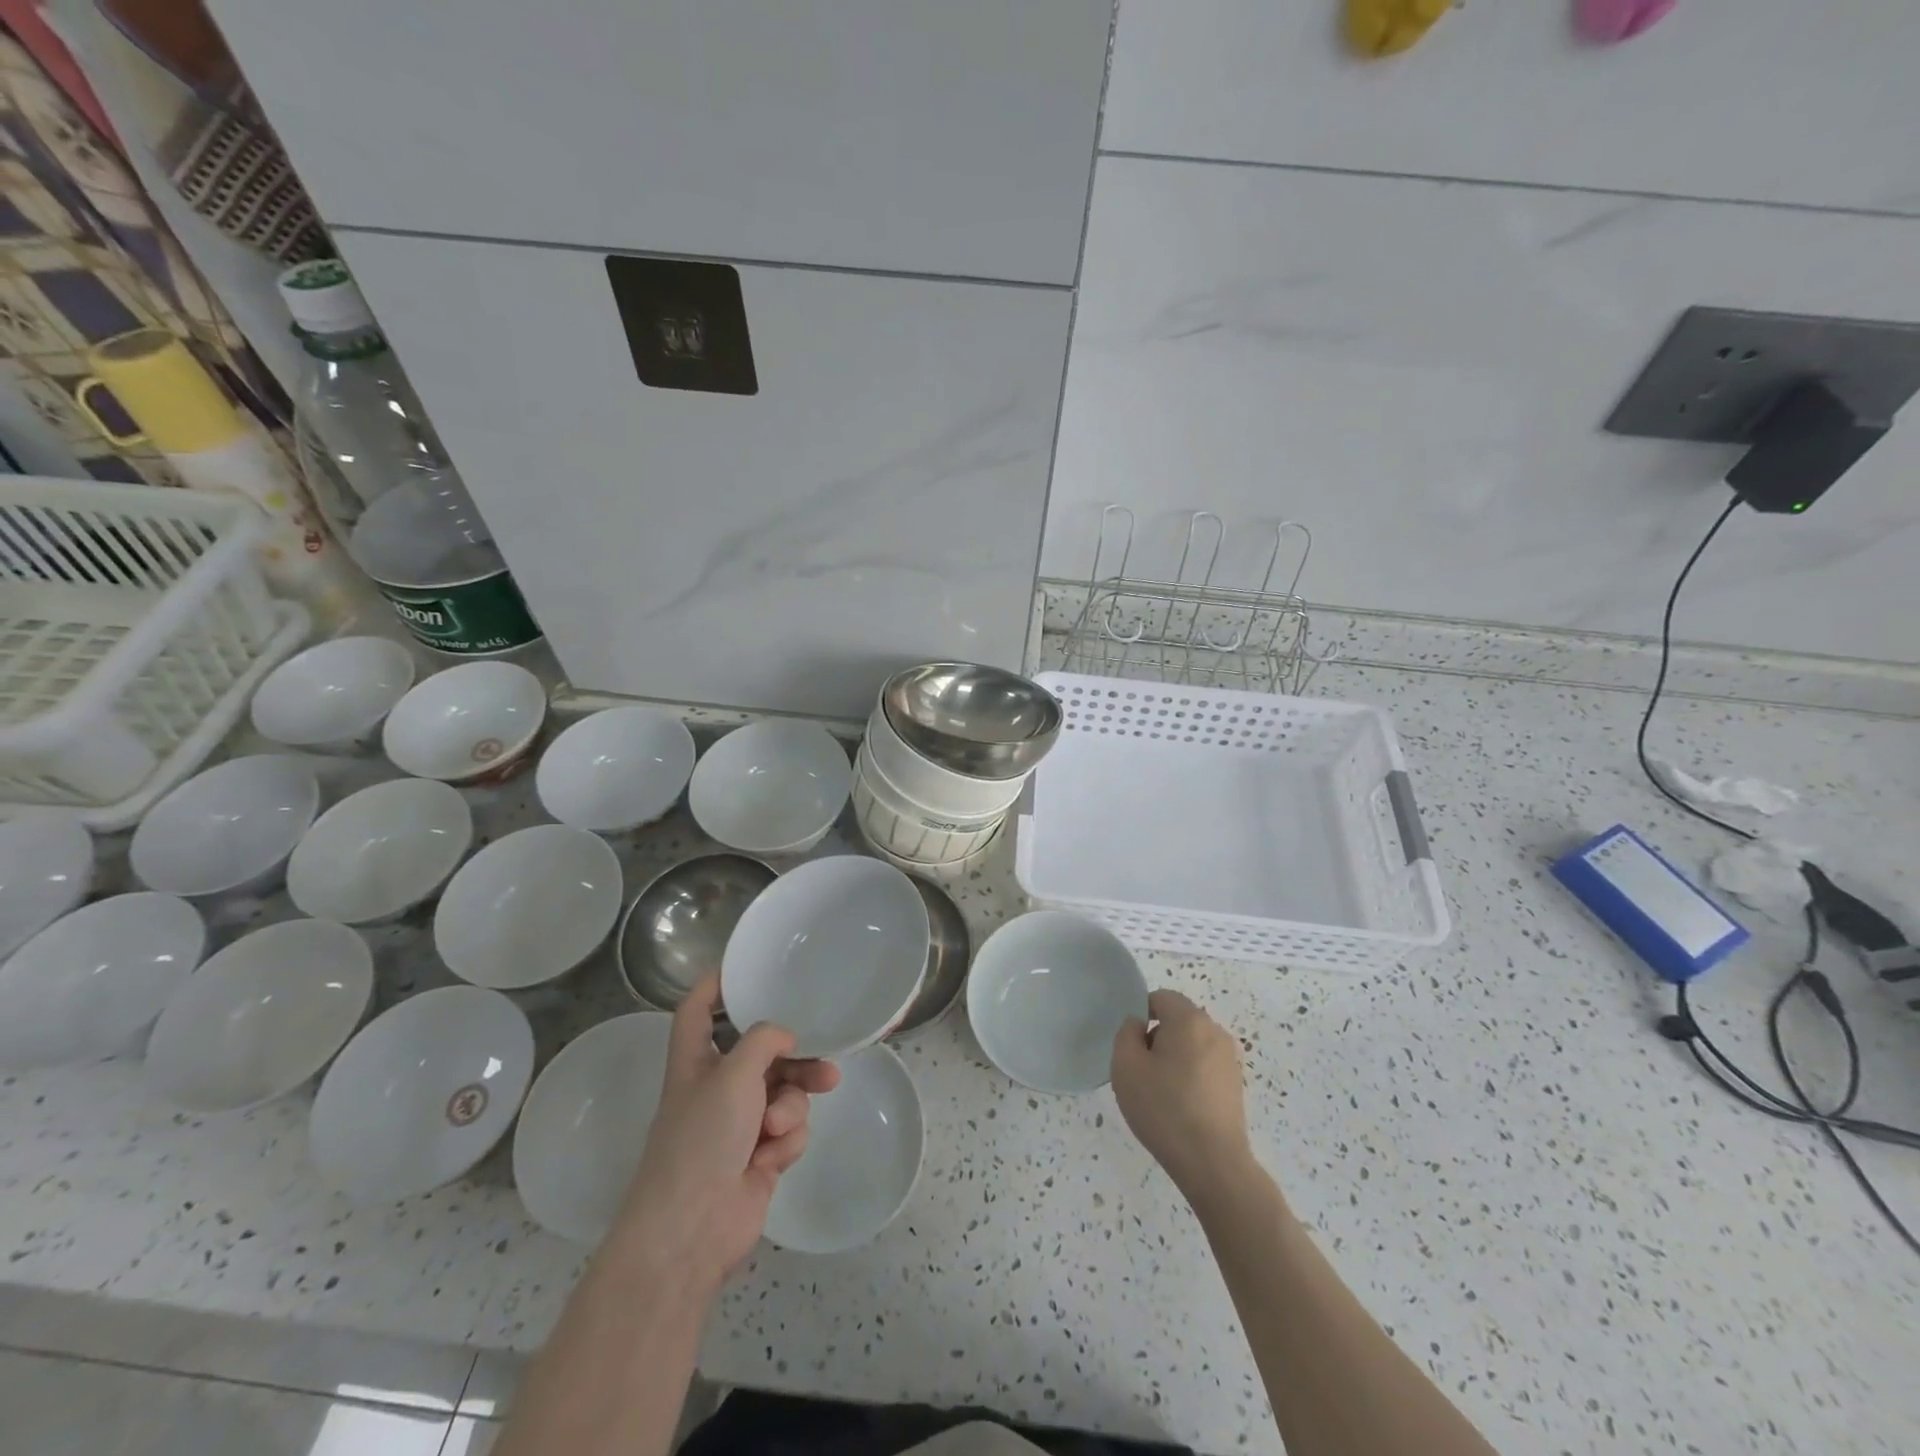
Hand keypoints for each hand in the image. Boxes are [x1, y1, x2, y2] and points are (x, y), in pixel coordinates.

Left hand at [615, 975, 838, 1294]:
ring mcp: (739, 1122)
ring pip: (784, 1091)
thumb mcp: (733, 1073)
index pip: (698, 1009)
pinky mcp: (760, 1154)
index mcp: (695, 1060)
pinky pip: (789, 1128)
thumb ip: (764, 1040)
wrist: (693, 1228)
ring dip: (791, 1105)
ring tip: (784, 1125)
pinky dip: (785, 1140)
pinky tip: (769, 1158)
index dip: (715, 984)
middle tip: (824, 1059)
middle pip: (763, 1053)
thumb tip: (786, 1037)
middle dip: (795, 1058)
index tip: (745, 967)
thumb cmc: (702, 1139)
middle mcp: (717, 1085)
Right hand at [1112, 990, 1254, 1206]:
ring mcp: (1229, 1059)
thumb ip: (1126, 1033)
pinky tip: (1180, 1106)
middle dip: (1157, 1037)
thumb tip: (1139, 1026)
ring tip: (1160, 1092)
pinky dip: (1190, 1075)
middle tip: (1141, 1070)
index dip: (1141, 1014)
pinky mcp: (1235, 1084)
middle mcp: (1214, 1031)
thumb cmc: (1164, 1108)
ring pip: (1191, 1044)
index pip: (1161, 997)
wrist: (1213, 1164)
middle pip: (1178, 1020)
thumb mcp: (1126, 1066)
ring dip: (1174, 1057)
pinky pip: (1204, 1065)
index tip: (1132, 1046)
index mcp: (1189, 1020)